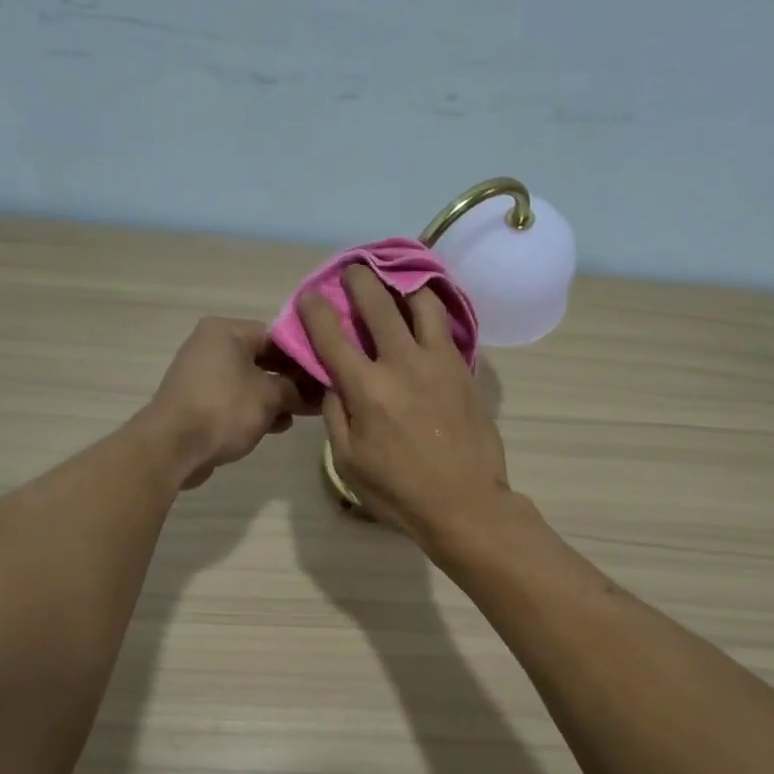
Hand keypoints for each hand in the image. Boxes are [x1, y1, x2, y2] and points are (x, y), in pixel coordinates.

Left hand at [143, 317, 312, 488]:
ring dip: (277, 398)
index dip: (304, 356)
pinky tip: (278, 425)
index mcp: (226, 331)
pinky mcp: (199, 402)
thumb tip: (312, 393)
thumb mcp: (270, 396)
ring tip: (303, 414)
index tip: (326, 375)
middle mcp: (212, 346)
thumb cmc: (224, 410)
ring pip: (251, 382)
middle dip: (292, 380)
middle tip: (320, 396)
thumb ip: (295, 389)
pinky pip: (235, 400)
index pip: (277, 336)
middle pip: (263, 359)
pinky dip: (256, 409)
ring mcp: (203, 375)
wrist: (173, 447)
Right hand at [299, 265, 509, 540]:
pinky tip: (424, 311)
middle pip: (377, 303)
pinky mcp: (463, 368)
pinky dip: (430, 309)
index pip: (331, 334)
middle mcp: (401, 363)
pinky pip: (446, 325)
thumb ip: (336, 414)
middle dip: (358, 279)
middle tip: (352, 271)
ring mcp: (438, 361)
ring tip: (396, 284)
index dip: (314, 309)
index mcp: (366, 388)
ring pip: (421, 302)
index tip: (309, 296)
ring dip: (402, 286)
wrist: (464, 502)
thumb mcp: (348, 461)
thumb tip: (334, 380)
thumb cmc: (398, 490)